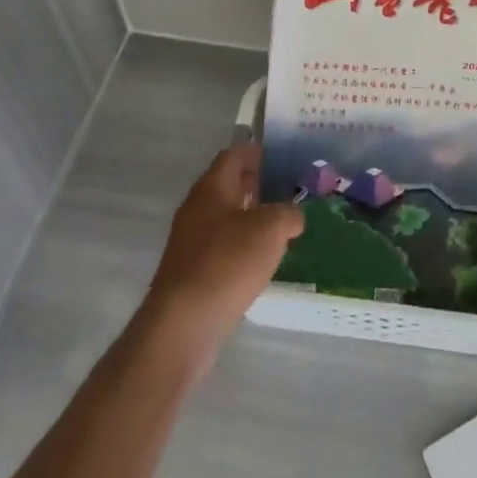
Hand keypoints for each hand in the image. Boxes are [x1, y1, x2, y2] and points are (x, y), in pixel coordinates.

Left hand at [139, 146, 303, 365]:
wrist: (182, 325)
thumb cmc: (227, 262)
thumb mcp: (271, 229)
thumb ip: (288, 214)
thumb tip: (293, 216)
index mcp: (212, 188)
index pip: (234, 155)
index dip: (257, 152)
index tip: (282, 156)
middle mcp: (197, 208)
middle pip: (229, 186)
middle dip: (257, 186)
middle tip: (289, 191)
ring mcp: (191, 242)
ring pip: (226, 219)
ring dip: (251, 219)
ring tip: (283, 226)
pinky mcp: (191, 273)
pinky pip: (221, 248)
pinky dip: (242, 248)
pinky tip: (263, 262)